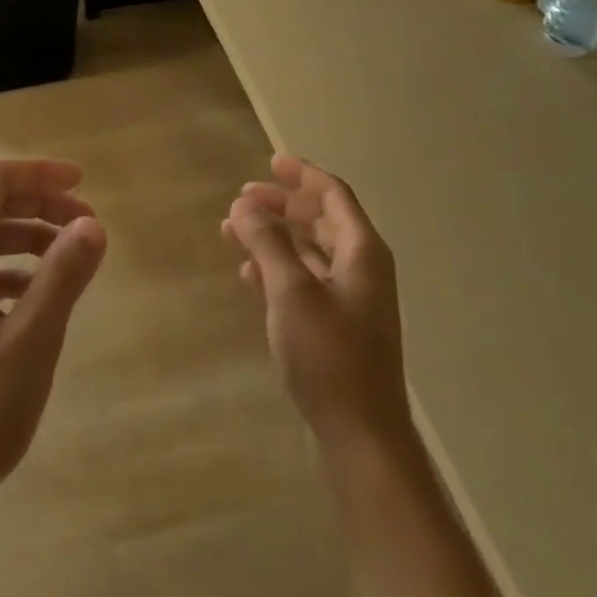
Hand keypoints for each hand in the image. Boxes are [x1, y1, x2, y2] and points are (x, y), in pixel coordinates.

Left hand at [0, 159, 106, 526]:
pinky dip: (9, 277)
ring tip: (69, 265)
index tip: (85, 185)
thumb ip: (61, 279)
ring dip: (27, 243)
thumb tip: (93, 224)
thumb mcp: (28, 346)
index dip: (41, 175)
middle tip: (88, 227)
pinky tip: (32, 305)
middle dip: (41, 208)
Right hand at [225, 155, 413, 454]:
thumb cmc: (329, 355)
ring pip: (309, 250)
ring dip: (275, 237)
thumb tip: (245, 206)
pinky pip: (306, 280)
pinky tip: (249, 275)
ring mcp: (351, 297)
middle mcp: (361, 267)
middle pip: (320, 219)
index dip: (302, 175)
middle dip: (282, 206)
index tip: (270, 162)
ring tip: (234, 232)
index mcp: (361, 251)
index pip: (333, 195)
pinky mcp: (338, 324)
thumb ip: (268, 244)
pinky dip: (279, 269)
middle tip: (242, 200)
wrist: (362, 434)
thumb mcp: (291, 292)